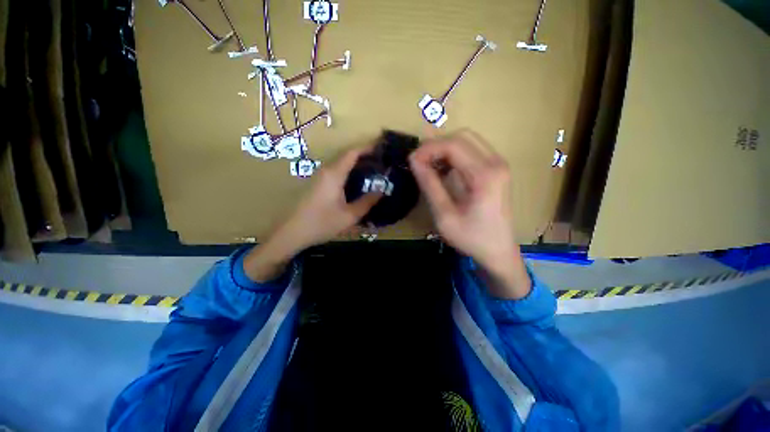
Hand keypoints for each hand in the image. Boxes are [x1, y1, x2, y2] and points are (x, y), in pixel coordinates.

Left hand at [244, 148, 380, 281]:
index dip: (367, 148)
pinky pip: (336, 172)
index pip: (352, 153)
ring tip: (373, 171)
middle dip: (364, 156)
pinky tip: (357, 183)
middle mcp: (326, 171)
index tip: (381, 149)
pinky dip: (349, 172)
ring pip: (341, 164)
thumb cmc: (322, 223)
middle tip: (381, 163)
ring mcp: (320, 177)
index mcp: (334, 174)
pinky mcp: (317, 184)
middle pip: (347, 156)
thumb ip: (367, 202)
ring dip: (356, 165)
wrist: (292, 232)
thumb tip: (381, 190)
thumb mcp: (349, 216)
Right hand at [409, 130, 530, 298]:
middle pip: (462, 136)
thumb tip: (414, 161)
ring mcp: (499, 164)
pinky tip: (443, 168)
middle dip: (436, 145)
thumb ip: (429, 185)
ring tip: (428, 165)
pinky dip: (454, 154)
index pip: (453, 145)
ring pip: (467, 140)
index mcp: (485, 175)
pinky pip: (472, 150)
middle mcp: (496, 163)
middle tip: (419, 162)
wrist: (498, 251)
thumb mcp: (444, 215)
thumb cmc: (471, 237)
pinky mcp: (496, 169)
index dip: (429, 149)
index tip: (412, 161)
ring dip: (444, 148)